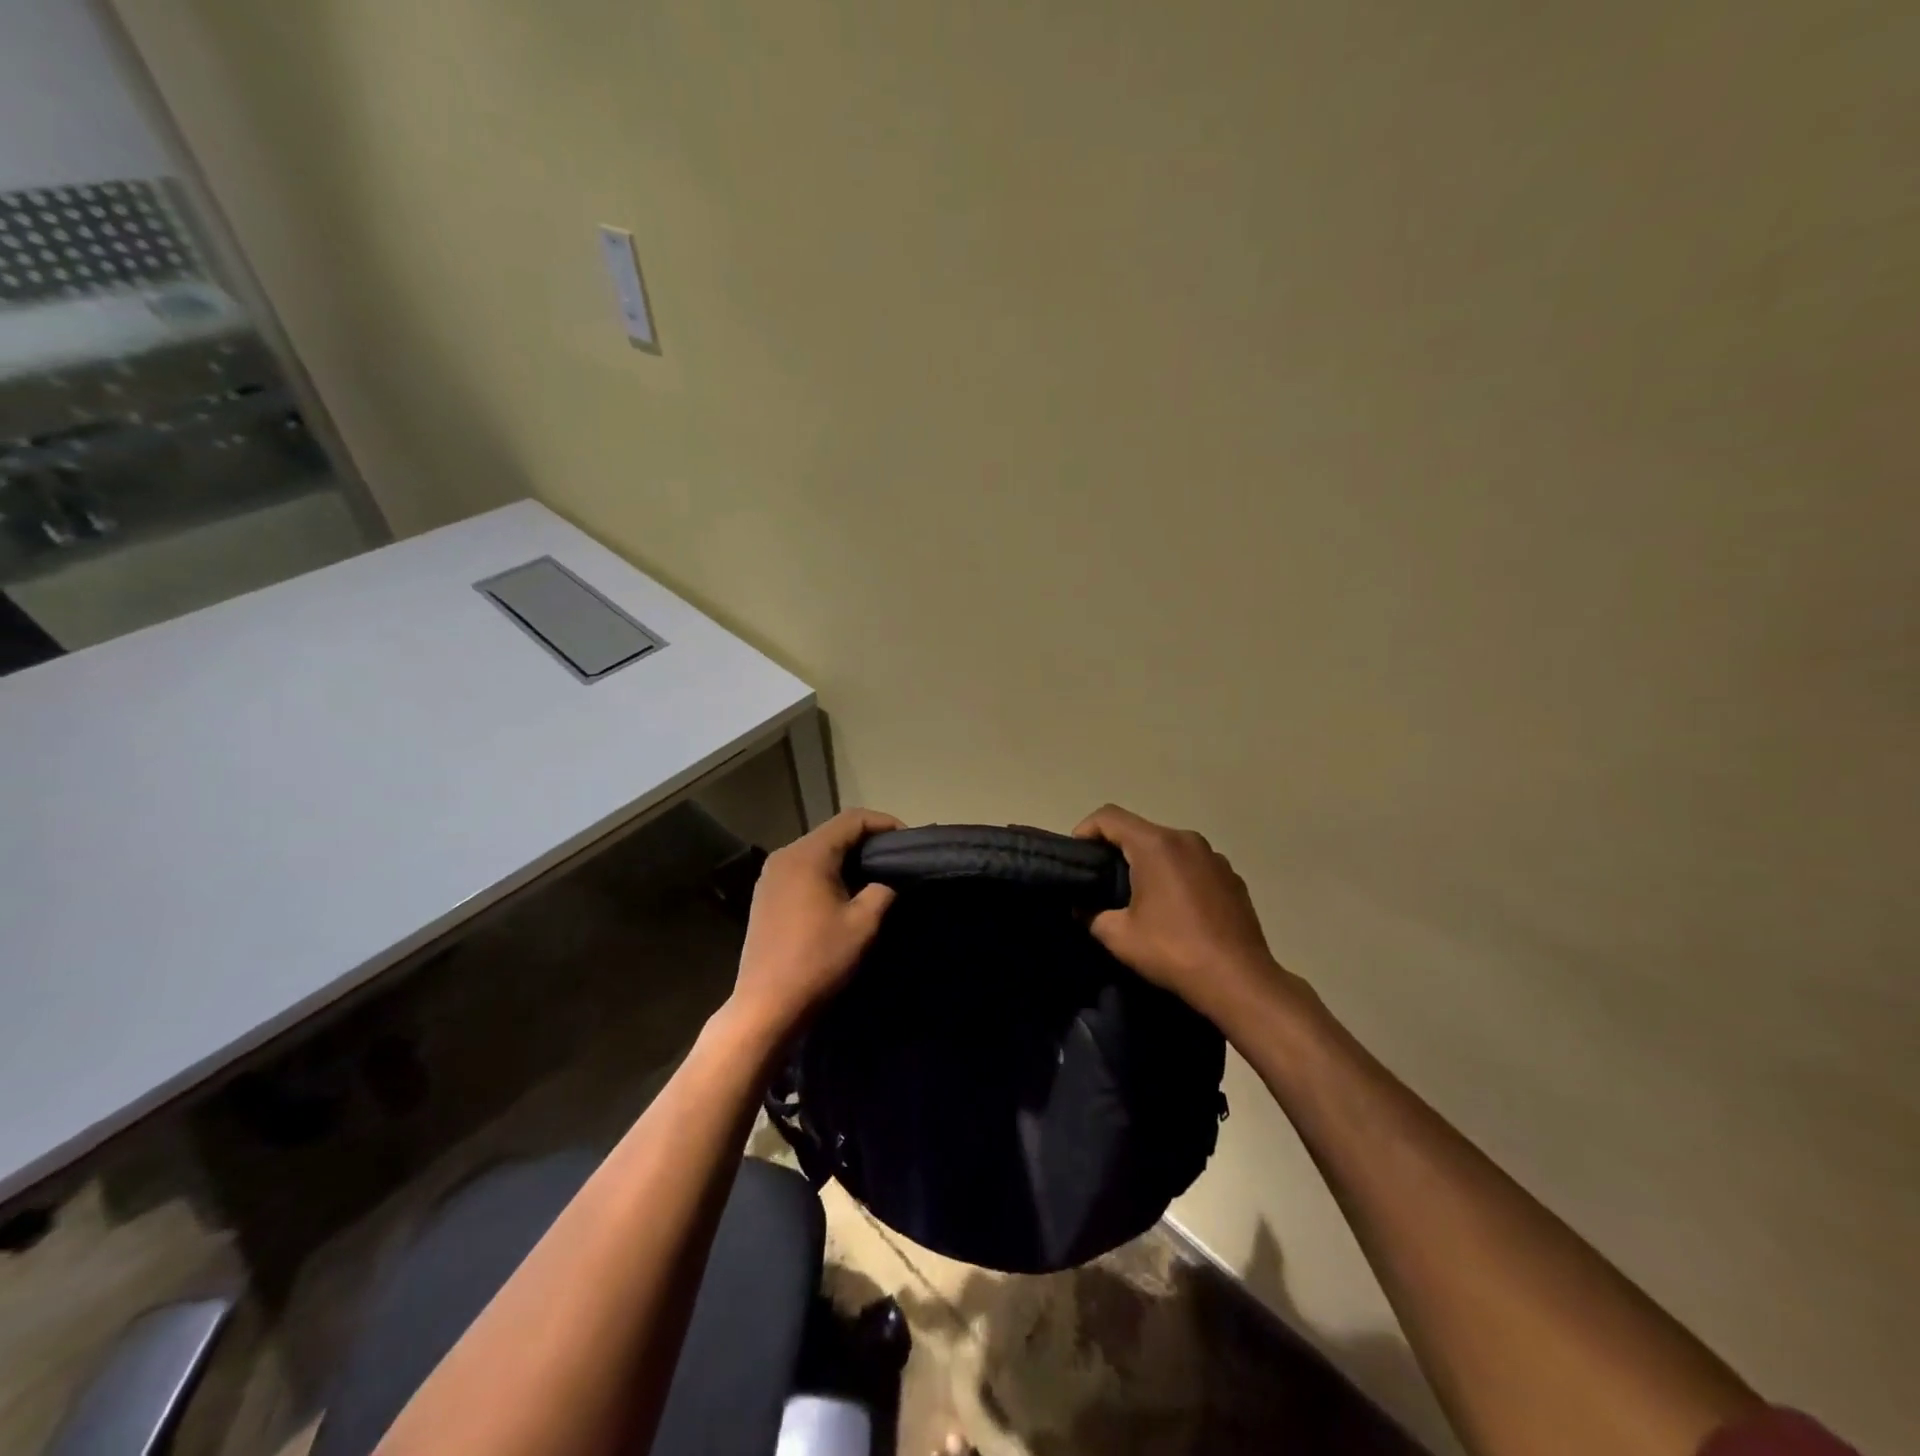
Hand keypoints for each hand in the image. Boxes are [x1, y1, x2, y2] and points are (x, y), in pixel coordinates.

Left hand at [727, 808, 902, 1046]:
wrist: (766, 1005)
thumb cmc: (817, 960)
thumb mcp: (863, 924)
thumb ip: (883, 891)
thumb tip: (889, 880)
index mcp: (808, 854)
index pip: (852, 819)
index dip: (885, 824)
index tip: (909, 843)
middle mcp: (784, 856)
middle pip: (833, 833)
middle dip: (868, 842)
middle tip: (897, 861)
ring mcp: (771, 876)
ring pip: (818, 852)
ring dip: (848, 858)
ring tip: (876, 877)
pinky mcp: (766, 896)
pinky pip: (803, 870)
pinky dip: (828, 873)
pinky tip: (844, 895)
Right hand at [1073, 804, 1297, 1030]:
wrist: (1239, 980)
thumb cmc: (1174, 951)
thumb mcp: (1119, 937)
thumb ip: (1092, 915)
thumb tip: (1083, 909)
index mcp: (1156, 845)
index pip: (1109, 817)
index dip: (1085, 831)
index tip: (1077, 857)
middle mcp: (1187, 839)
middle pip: (1140, 830)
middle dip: (1116, 849)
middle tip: (1101, 880)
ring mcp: (1214, 857)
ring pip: (1168, 847)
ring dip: (1148, 862)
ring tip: (1138, 896)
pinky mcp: (1232, 877)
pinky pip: (1193, 865)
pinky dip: (1176, 876)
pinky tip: (1175, 909)